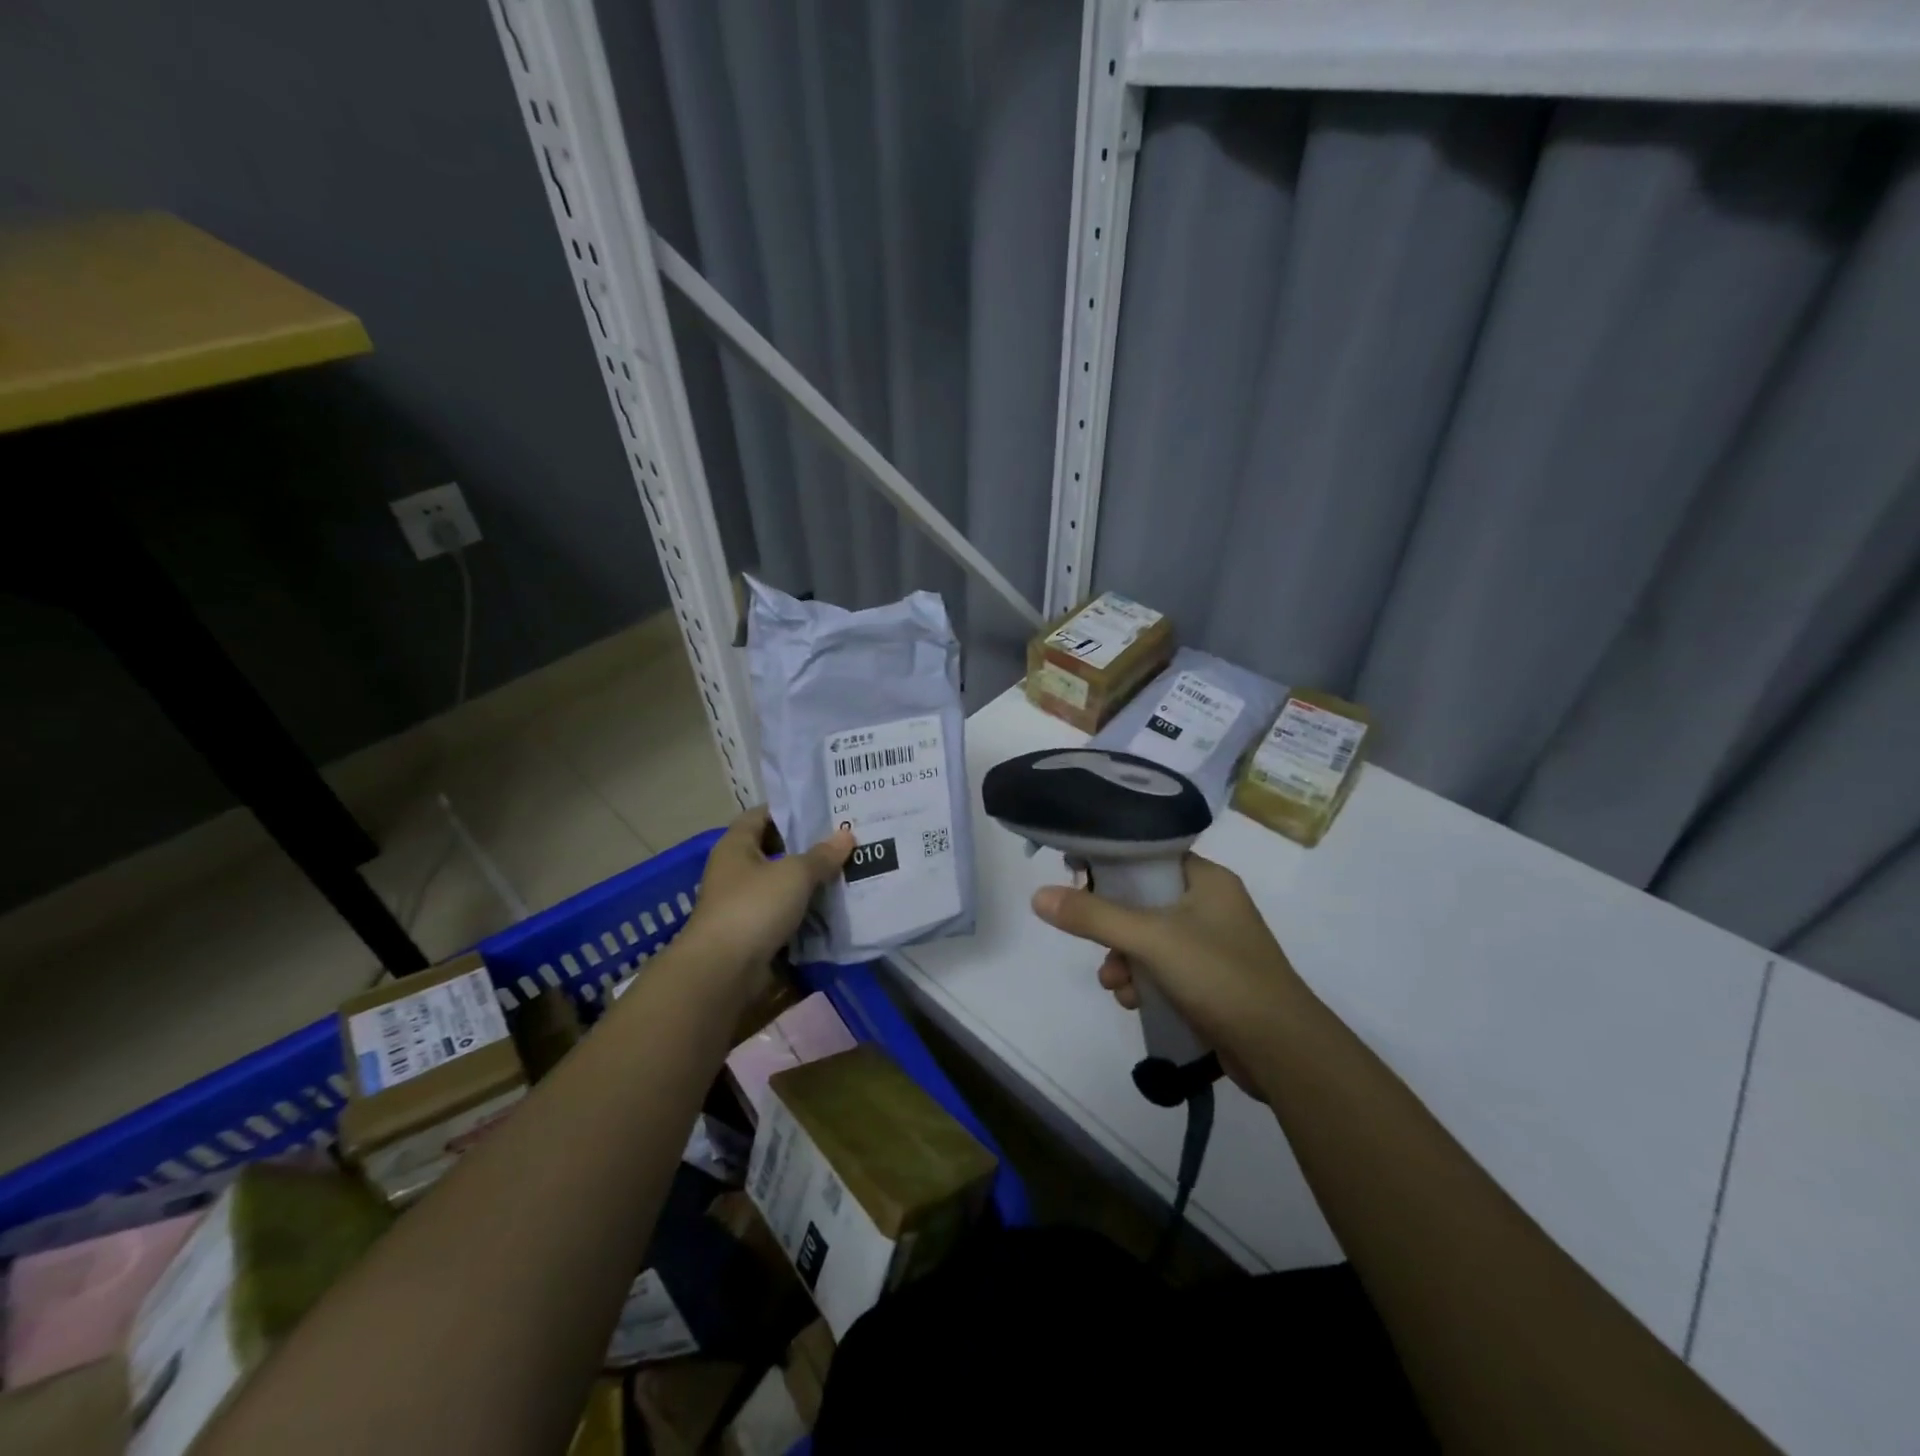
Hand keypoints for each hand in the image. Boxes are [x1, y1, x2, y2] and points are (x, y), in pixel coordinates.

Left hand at [685, 807, 852, 987]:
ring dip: (807, 882)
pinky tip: (832, 909)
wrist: (723, 971)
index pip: (761, 815)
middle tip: (843, 842)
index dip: (790, 810)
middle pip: (773, 850)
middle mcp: (735, 870)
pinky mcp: (751, 933)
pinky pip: (782, 914)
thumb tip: (846, 834)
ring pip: (780, 885)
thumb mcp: (795, 874)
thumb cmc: (754, 907)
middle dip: (806, 848)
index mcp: (736, 845)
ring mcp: (741, 903)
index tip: (823, 811)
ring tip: (845, 873)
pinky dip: (803, 912)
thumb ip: (822, 855)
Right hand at [1031, 854, 1301, 1094]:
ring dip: (1124, 960)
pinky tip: (1134, 1002)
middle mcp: (1211, 905)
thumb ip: (1093, 916)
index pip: (1148, 856)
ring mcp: (1212, 945)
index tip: (1077, 880)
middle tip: (1090, 939)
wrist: (1282, 1051)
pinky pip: (1163, 970)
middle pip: (1142, 900)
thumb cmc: (1219, 975)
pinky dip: (1144, 982)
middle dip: (1111, 927)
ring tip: (1115, 985)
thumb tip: (1038, 895)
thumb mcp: (1150, 939)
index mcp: (1207, 879)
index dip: (1111, 865)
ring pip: (1148, 940)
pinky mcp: (1210, 981)